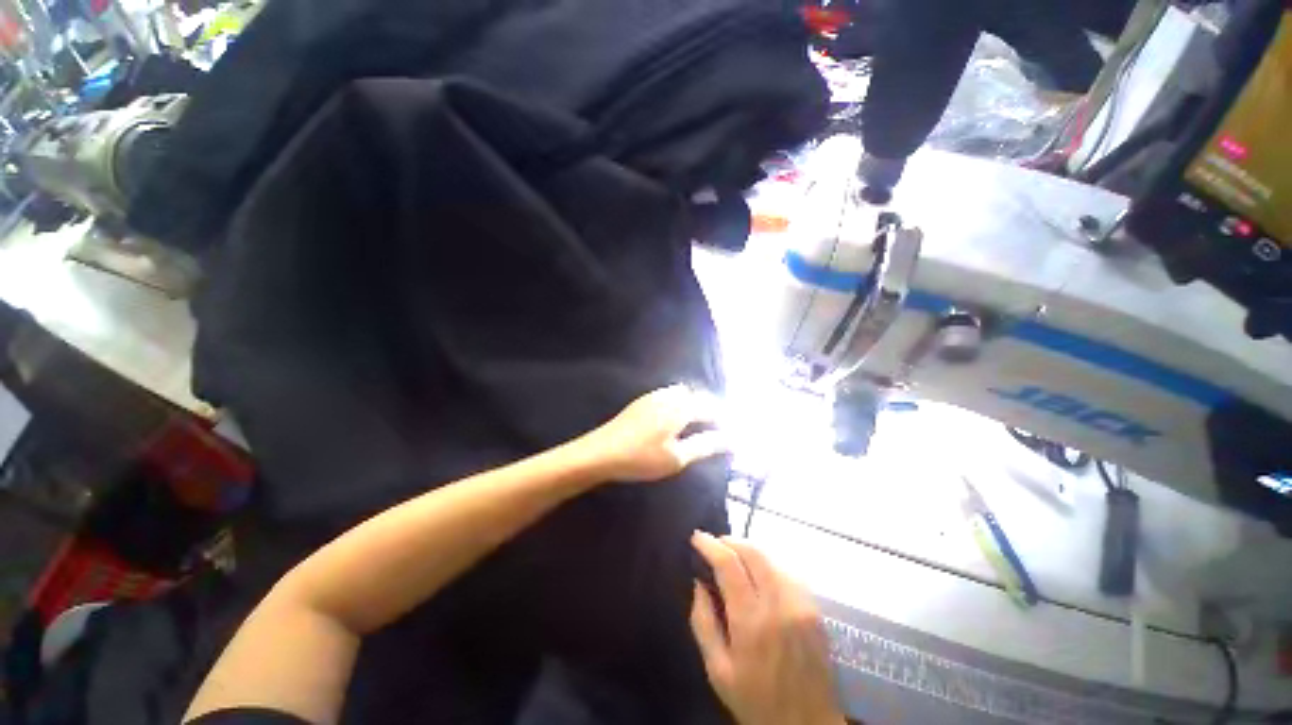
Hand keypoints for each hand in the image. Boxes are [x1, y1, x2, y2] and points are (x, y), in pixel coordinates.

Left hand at [580, 384, 728, 482]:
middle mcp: (669, 396)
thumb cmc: (642, 457)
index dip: (722, 418)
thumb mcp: (677, 457)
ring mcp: (652, 397)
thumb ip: (704, 446)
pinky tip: (672, 418)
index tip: (730, 430)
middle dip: (708, 407)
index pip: (710, 407)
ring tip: (696, 422)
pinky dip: (677, 402)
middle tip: (715, 426)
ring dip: (692, 402)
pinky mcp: (640, 402)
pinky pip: (667, 395)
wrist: (601, 452)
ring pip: (680, 393)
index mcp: (681, 408)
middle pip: (696, 396)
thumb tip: (729, 439)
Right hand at [689, 532, 845, 724]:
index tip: (696, 537)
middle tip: (713, 545)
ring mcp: (801, 603)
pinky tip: (756, 574)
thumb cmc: (756, 702)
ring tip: (731, 557)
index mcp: (752, 621)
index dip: (710, 545)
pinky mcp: (814, 608)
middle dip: (729, 540)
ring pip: (771, 557)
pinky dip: (766, 563)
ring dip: (747, 550)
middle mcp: (779, 604)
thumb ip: (703, 623)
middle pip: (753, 551)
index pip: (729, 564)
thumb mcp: (717, 671)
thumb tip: (698, 583)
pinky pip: (786, 571)